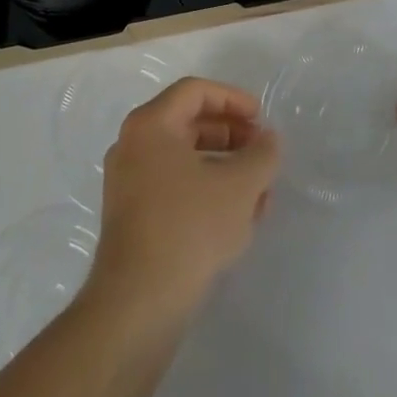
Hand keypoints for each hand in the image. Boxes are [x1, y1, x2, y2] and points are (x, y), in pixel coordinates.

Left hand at [87, 77, 278, 321]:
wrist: (137, 303)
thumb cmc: (189, 227)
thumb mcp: (239, 187)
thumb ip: (262, 155)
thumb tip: (269, 139)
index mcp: (150, 124)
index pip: (195, 92)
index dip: (233, 99)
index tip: (261, 119)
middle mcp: (132, 144)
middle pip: (188, 123)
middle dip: (231, 135)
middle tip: (262, 152)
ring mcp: (128, 182)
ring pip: (183, 159)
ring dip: (223, 167)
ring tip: (259, 191)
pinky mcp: (132, 217)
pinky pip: (173, 187)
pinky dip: (205, 190)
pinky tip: (237, 218)